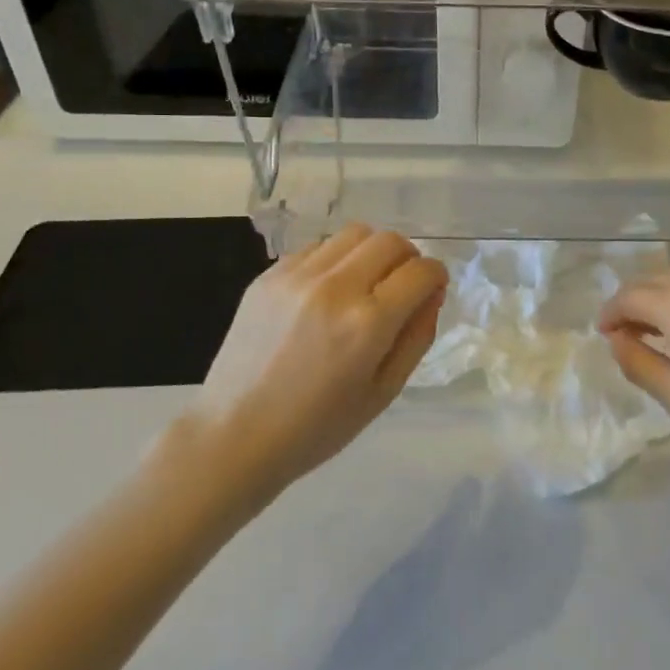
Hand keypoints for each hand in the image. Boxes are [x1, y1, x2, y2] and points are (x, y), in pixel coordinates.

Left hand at [191, 224, 447, 495]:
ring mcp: (297, 276)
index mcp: (368, 323)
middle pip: (391, 241)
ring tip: (364, 284)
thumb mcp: (383, 392)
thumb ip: (417, 337)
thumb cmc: (317, 427)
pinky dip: (335, 260)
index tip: (431, 291)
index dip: (436, 277)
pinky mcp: (269, 275)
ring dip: (372, 252)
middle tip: (402, 286)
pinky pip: (318, 247)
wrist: (233, 435)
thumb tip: (432, 294)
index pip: (421, 272)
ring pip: (355, 233)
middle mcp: (335, 287)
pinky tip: (326, 292)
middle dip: (408, 258)